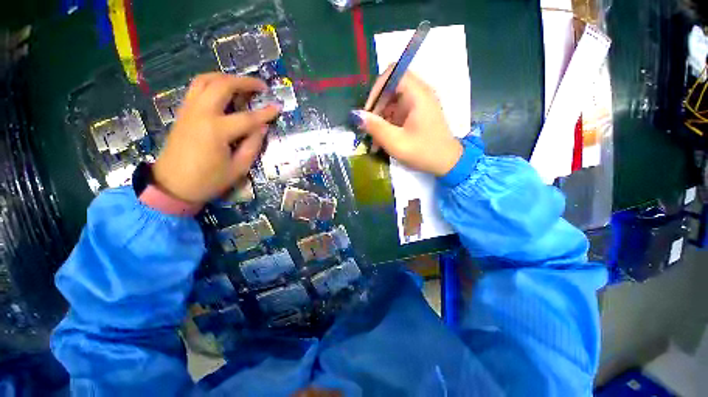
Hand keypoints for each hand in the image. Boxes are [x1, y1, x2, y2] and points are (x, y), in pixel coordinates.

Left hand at [153, 73, 280, 204]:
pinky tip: (223, 92)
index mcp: (216, 131)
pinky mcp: (183, 112)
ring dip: (226, 77)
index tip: (279, 107)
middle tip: (261, 86)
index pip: (248, 117)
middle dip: (245, 82)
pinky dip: (212, 84)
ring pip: (205, 80)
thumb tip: (262, 128)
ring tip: (242, 84)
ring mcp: (189, 110)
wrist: (172, 185)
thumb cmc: (208, 180)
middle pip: (223, 86)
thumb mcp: (238, 168)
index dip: (266, 112)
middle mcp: (201, 114)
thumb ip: (252, 145)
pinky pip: (197, 88)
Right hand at [351, 67, 462, 176]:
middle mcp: (419, 94)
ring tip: (373, 141)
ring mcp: (418, 104)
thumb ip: (375, 127)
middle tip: (368, 128)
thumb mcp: (396, 142)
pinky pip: (397, 113)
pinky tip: (381, 142)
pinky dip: (388, 125)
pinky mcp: (417, 115)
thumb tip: (355, 115)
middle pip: (390, 89)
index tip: (368, 111)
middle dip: (376, 108)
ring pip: (392, 103)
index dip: (376, 89)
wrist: (447, 163)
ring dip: (380, 120)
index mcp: (418, 94)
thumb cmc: (423, 152)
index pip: (393, 74)